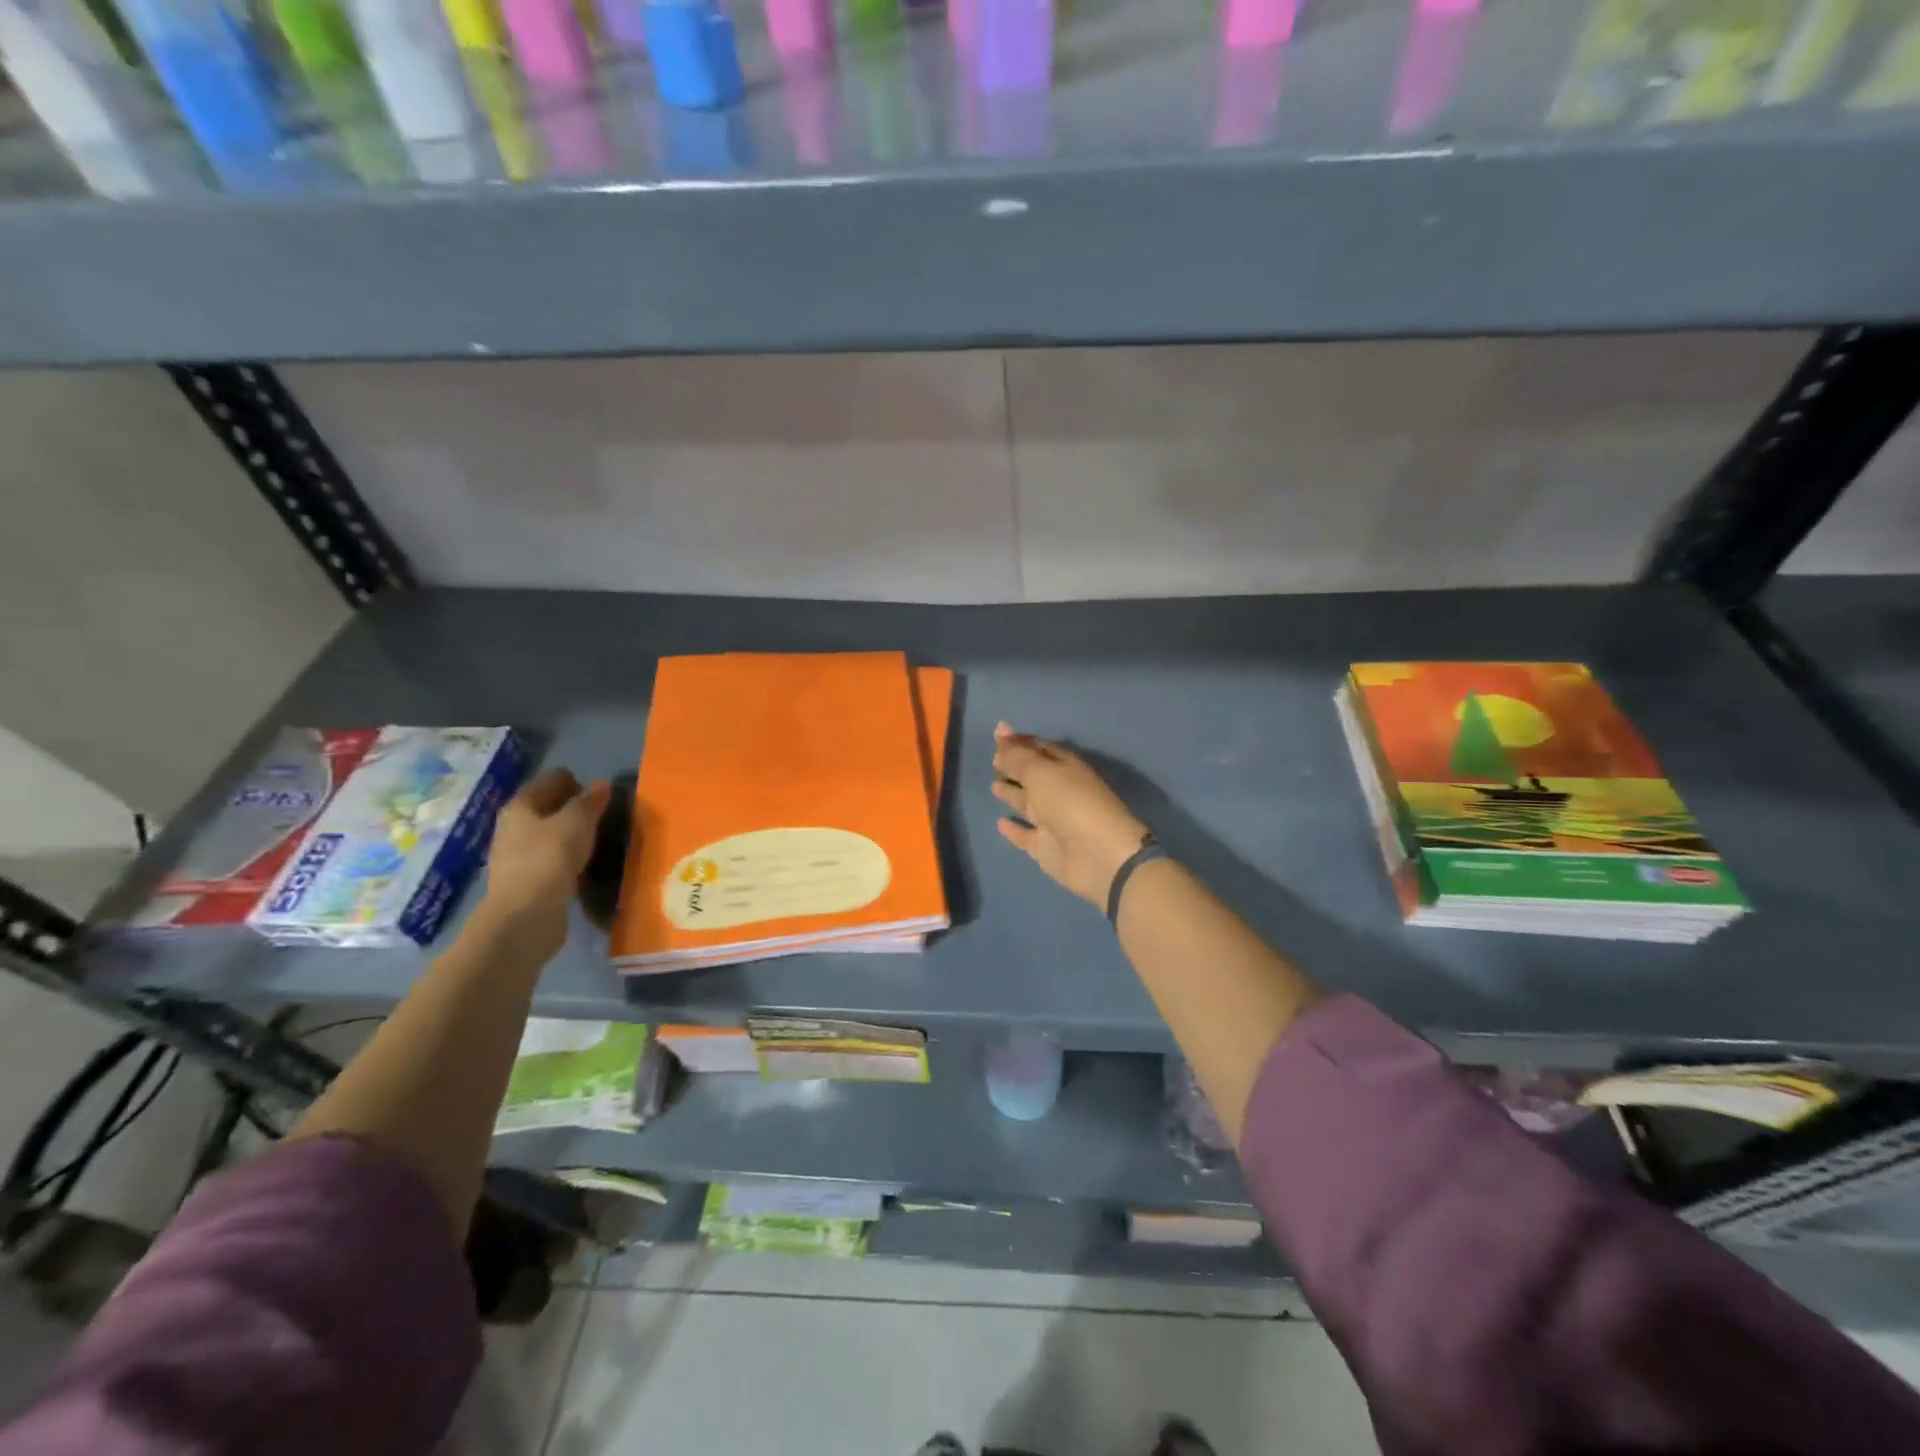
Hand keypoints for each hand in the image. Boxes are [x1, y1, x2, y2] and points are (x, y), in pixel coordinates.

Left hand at [481, 768, 611, 952]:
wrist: (525, 916)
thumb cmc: (550, 858)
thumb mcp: (577, 822)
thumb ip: (590, 802)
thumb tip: (601, 784)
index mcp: (520, 806)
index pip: (548, 781)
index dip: (572, 781)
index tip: (599, 791)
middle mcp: (512, 828)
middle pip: (545, 808)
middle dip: (571, 808)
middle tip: (602, 813)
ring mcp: (517, 857)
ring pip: (548, 835)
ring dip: (570, 834)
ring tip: (598, 838)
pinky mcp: (527, 882)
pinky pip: (551, 859)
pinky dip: (568, 857)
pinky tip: (586, 863)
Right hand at [993, 723, 1148, 909]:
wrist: (1099, 856)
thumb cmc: (1071, 803)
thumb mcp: (1040, 772)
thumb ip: (1017, 755)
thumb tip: (1000, 728)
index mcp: (1065, 767)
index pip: (1039, 748)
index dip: (1019, 741)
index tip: (998, 734)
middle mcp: (1060, 791)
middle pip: (1033, 775)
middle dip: (1015, 766)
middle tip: (993, 759)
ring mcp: (1053, 821)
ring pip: (1028, 804)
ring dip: (1013, 794)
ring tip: (993, 785)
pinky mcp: (1046, 847)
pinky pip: (1025, 835)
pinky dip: (1014, 829)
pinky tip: (999, 823)